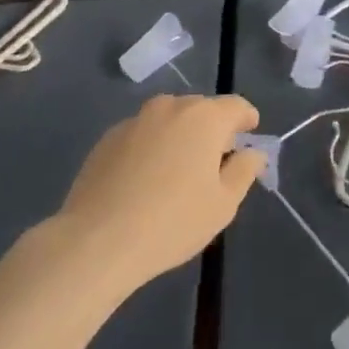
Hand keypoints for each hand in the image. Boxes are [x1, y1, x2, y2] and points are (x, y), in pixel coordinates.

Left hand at [49, 94, 265, 293]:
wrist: (96, 242)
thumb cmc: (172, 222)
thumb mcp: (223, 204)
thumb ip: (244, 171)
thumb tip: (252, 152)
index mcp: (205, 118)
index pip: (236, 106)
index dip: (247, 120)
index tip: (249, 135)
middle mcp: (171, 107)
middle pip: (201, 110)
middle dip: (212, 129)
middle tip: (213, 162)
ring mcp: (136, 120)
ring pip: (169, 119)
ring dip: (179, 135)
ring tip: (177, 170)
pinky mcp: (107, 138)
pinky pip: (142, 134)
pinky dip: (151, 147)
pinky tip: (144, 180)